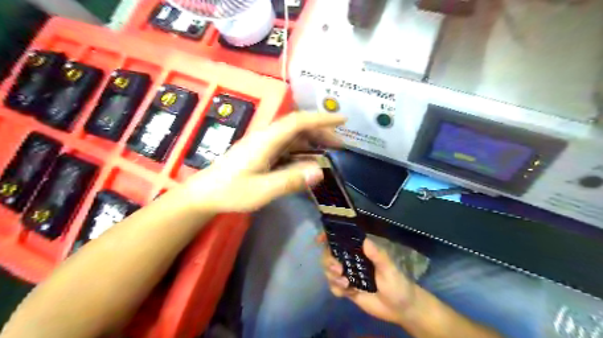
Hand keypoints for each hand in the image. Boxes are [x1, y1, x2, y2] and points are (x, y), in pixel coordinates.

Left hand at [185, 111, 343, 210]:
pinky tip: (309, 161)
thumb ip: (290, 180)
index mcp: (267, 140)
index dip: (321, 119)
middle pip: (298, 127)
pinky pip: (287, 147)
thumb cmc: (231, 191)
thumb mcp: (262, 190)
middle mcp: (267, 137)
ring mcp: (264, 145)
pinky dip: (302, 151)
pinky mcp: (262, 153)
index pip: (298, 122)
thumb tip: (320, 171)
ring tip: (330, 151)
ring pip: (293, 137)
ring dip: (313, 141)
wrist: (205, 194)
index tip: (342, 120)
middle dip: (321, 132)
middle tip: (340, 144)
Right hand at [322, 235, 416, 327]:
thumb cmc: (398, 284)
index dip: (328, 237)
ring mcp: (348, 275)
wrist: (401, 309)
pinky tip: (347, 293)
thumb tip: (365, 241)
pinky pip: (333, 286)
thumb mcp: (389, 269)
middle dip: (329, 261)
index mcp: (361, 251)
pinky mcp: (347, 290)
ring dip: (331, 275)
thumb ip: (378, 256)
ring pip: (329, 270)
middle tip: (338, 270)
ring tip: (345, 284)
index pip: (341, 240)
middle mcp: (352, 260)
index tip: (319, 240)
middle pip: (329, 255)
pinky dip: (336, 289)